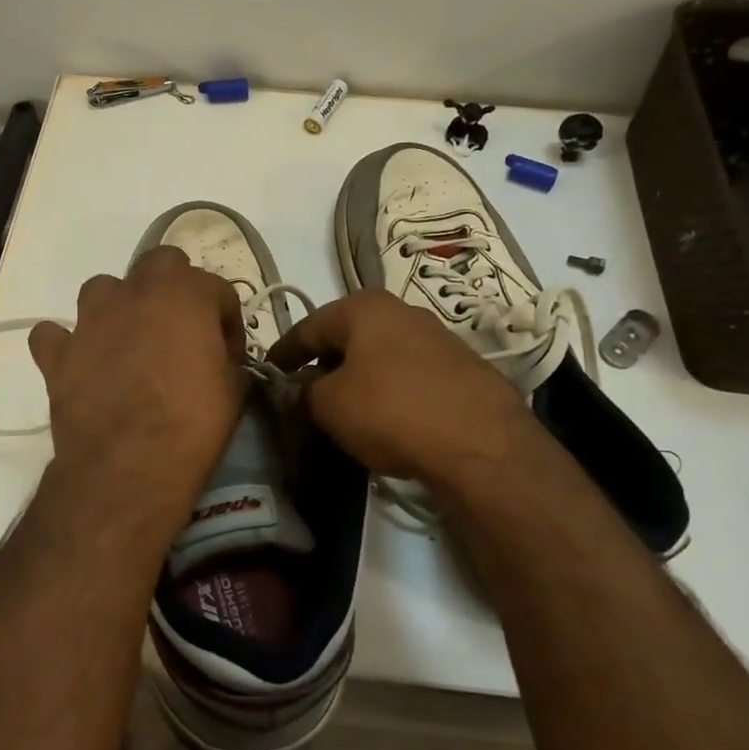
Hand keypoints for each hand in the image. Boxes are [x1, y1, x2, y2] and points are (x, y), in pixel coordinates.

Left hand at [27, 247, 246, 521]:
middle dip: (174, 288)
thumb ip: (228, 362)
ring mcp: (90, 319)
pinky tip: (79, 363)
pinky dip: (66, 344)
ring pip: (102, 288)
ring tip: (129, 341)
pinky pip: (54, 335)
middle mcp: (135, 292)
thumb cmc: (192, 423)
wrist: (129, 465)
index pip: (217, 288)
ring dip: (118, 306)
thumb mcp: (233, 391)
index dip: (227, 320)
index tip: (229, 353)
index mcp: (185, 294)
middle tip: (181, 330)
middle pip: (159, 263)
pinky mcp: (58, 353)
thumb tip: (224, 363)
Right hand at [267, 289, 538, 490]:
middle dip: (323, 363)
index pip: (308, 326)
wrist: (481, 442)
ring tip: (344, 408)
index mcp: (363, 307)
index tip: (268, 372)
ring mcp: (437, 337)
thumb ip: (303, 394)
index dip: (284, 352)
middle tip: (305, 393)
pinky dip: (390, 390)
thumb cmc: (390, 410)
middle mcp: (401, 311)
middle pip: (347, 337)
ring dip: (358, 377)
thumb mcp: (330, 406)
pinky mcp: (462, 367)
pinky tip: (386, 417)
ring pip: (380, 355)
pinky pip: (409, 374)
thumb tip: (294, 390)